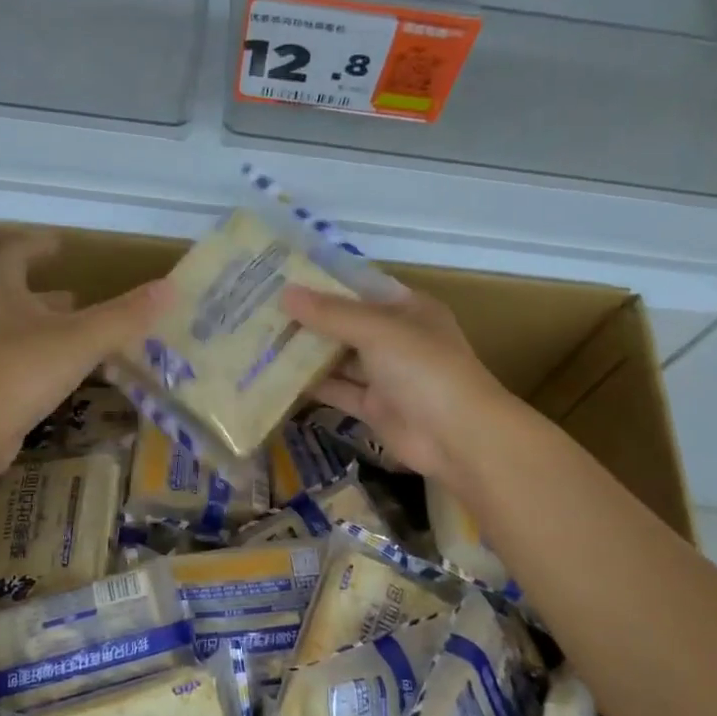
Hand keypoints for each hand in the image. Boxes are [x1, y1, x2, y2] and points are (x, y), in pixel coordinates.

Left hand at [0, 229, 170, 468]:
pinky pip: (25, 367)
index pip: (16, 255)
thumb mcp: (82, 338)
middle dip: (50, 295)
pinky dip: (49, 363)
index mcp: (5, 294)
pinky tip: (71, 377)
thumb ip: (125, 315)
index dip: (38, 246)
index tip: (61, 246)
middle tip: (81, 297)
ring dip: (52, 330)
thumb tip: (169, 287)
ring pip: (23, 333)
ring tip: (84, 336)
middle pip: (19, 296)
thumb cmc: (24, 369)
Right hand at [282, 283, 517, 484]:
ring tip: (259, 341)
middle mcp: (396, 338)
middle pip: (344, 324)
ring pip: (338, 359)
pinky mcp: (373, 408)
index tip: (281, 278)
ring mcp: (385, 375)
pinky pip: (337, 391)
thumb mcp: (378, 330)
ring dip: (305, 353)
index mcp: (407, 309)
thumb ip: (331, 314)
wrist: (457, 437)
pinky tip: (275, 378)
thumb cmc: (424, 369)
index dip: (322, 283)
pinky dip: (311, 386)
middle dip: (307, 319)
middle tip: (258, 311)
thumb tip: (285, 294)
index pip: (358, 289)